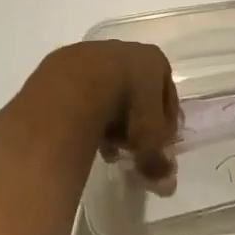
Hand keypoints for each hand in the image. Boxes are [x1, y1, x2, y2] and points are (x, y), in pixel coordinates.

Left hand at [29, 41, 180, 181]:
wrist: (75, 87)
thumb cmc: (126, 106)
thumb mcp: (148, 141)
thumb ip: (158, 162)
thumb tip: (167, 184)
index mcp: (154, 60)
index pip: (168, 96)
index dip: (165, 125)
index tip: (158, 147)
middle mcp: (126, 49)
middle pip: (136, 91)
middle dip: (134, 122)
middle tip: (129, 149)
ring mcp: (93, 52)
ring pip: (107, 91)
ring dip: (109, 118)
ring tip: (104, 147)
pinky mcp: (65, 62)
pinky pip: (82, 91)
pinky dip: (85, 111)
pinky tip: (82, 134)